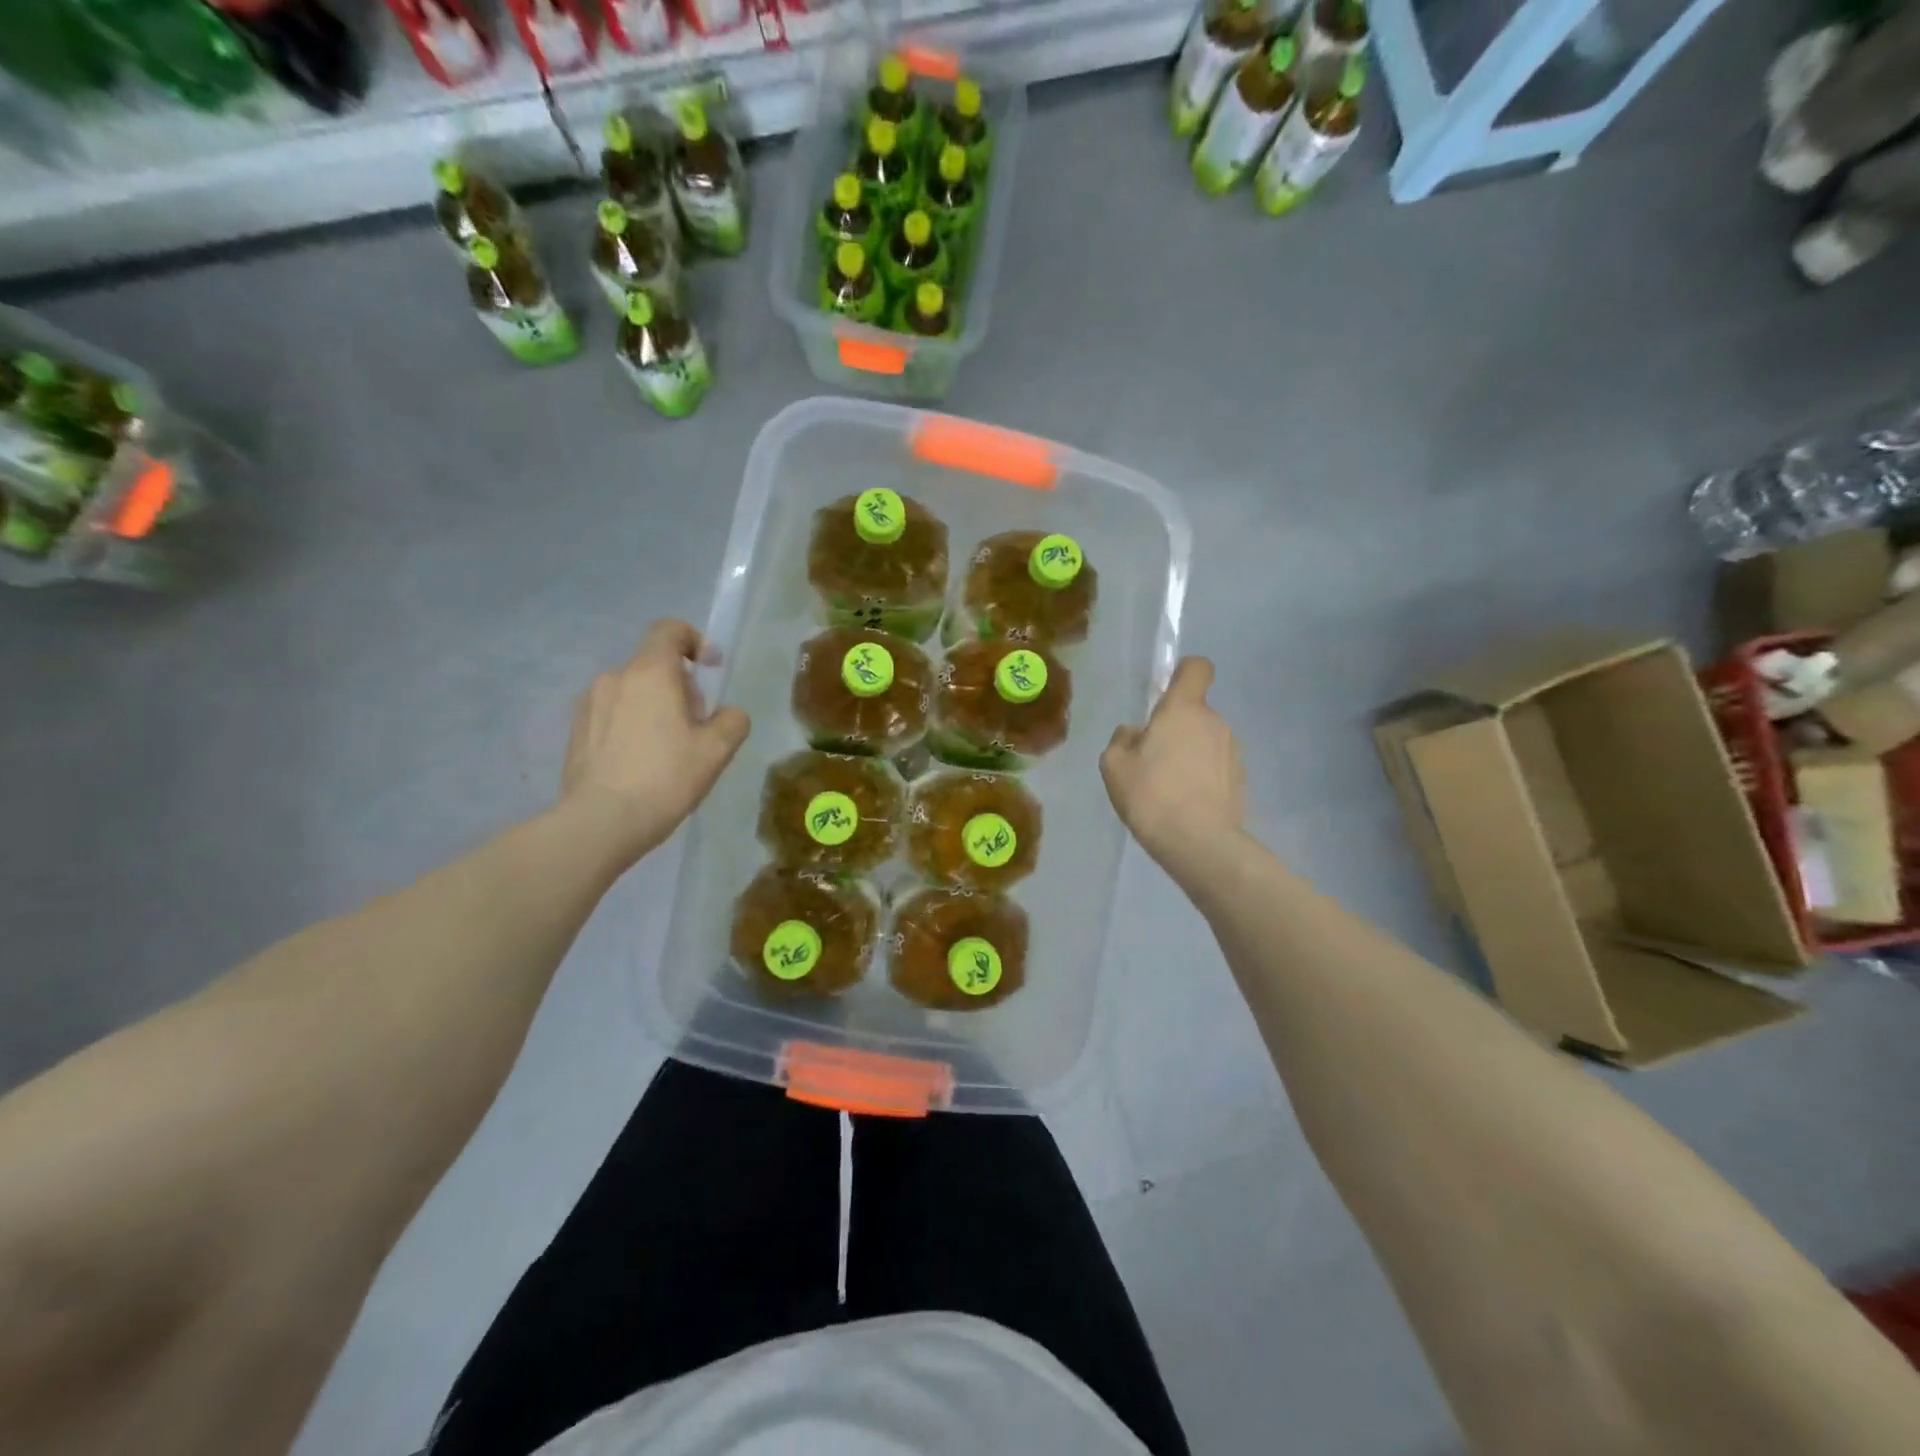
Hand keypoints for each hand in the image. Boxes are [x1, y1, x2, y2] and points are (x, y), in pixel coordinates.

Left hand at [560, 620, 749, 866]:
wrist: (601, 822)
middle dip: (680, 686)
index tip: (710, 669)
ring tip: (667, 750)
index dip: (694, 641)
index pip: (669, 630)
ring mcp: (589, 704)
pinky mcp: (575, 731)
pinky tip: (640, 764)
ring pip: (632, 691)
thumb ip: (732, 721)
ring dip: (654, 707)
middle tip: (696, 726)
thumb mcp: (717, 751)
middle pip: (654, 665)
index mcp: (650, 673)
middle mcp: (615, 677)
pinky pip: (612, 714)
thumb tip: (727, 713)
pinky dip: (631, 726)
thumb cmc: (665, 778)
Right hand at [1101, 657, 1244, 870]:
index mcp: (1183, 709)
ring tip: (1167, 789)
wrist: (1198, 842)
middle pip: (1194, 711)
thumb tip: (1135, 733)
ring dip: (1189, 754)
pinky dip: (1201, 777)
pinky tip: (1185, 804)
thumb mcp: (1114, 765)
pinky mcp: (1241, 780)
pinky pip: (1215, 767)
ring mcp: (1232, 751)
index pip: (1196, 668)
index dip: (1182, 674)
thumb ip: (1122, 739)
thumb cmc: (1151, 795)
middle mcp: (1214, 722)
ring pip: (1205, 740)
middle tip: (1150, 761)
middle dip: (1174, 728)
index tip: (1164, 695)